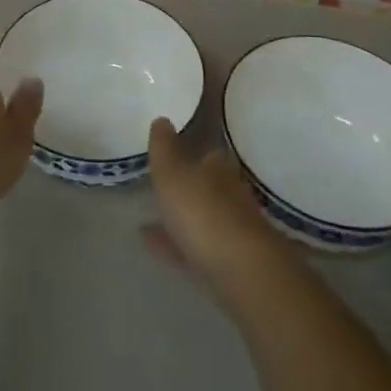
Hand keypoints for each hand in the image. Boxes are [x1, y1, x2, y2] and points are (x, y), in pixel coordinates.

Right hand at [144, 117, 289, 298]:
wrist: (242, 271)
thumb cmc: (203, 212)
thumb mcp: (173, 174)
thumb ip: (164, 148)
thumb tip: (162, 119)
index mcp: (219, 169)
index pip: (208, 155)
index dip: (191, 154)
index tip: (171, 157)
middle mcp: (231, 195)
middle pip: (208, 187)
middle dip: (188, 189)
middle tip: (161, 190)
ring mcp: (233, 231)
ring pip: (202, 218)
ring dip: (180, 218)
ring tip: (148, 222)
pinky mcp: (230, 263)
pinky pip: (196, 248)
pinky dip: (176, 245)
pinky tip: (152, 246)